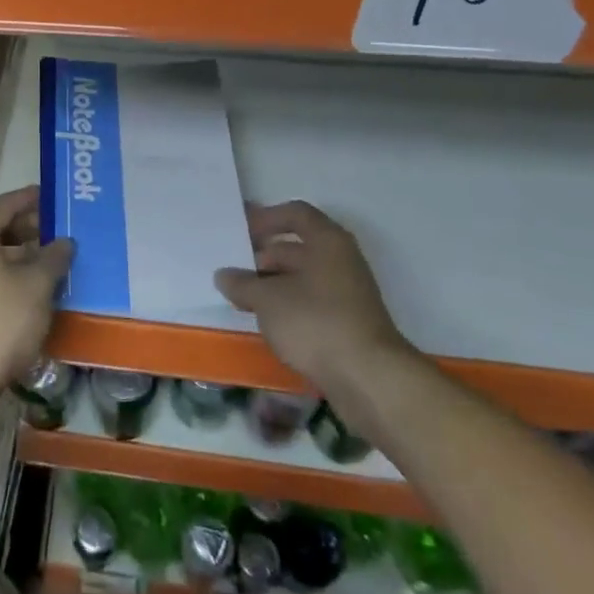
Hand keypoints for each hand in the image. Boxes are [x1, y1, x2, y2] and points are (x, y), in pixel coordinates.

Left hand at [0, 186, 73, 389]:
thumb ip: (54, 257)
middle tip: (59, 231)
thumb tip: (65, 242)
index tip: (53, 196)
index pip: (6, 204)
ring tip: (52, 261)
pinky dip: (10, 274)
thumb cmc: (2, 319)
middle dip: (29, 228)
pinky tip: (33, 288)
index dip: (32, 198)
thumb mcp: (37, 285)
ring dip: (22, 254)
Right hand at [214, 201, 415, 398]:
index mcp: (327, 241)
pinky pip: (312, 303)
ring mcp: (348, 293)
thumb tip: (224, 275)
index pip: (295, 213)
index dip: (266, 218)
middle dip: (264, 257)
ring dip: (273, 284)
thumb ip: (242, 283)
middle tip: (234, 270)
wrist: (369, 379)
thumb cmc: (316, 322)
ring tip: (243, 298)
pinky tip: (267, 322)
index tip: (240, 232)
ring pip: (303, 278)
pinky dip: (288, 306)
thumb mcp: (268, 300)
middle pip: (298, 247)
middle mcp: (341, 260)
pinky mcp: (348, 323)